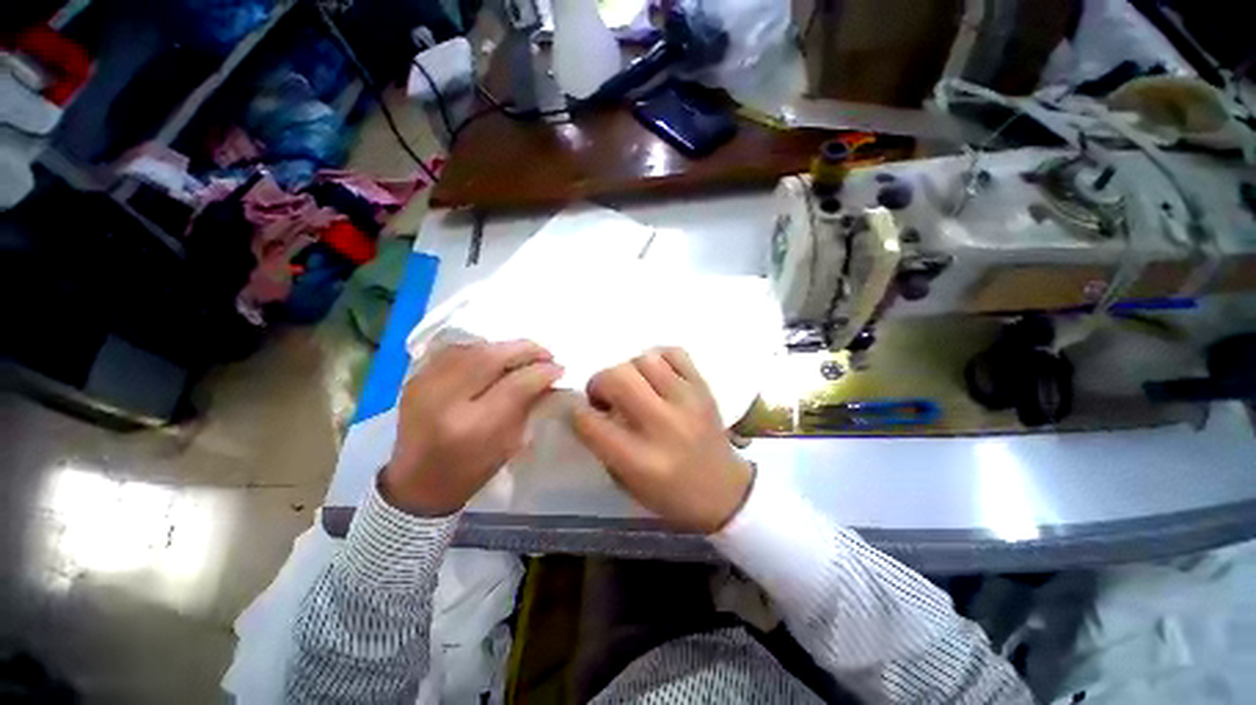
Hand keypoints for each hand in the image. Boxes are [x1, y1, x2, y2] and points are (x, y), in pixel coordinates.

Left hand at [383, 340, 562, 515]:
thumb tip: (549, 375)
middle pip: (490, 357)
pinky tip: (494, 355)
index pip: (515, 384)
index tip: (559, 368)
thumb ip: (529, 404)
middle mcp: (444, 401)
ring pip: (472, 348)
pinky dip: (480, 349)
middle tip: (545, 353)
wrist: (417, 482)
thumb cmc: (471, 470)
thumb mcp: (510, 443)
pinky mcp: (415, 379)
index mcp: (472, 427)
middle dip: (524, 350)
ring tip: (523, 353)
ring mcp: (424, 386)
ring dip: (503, 347)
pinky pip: (454, 351)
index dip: (541, 371)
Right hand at [572, 348, 753, 533]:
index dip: (576, 411)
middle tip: (606, 396)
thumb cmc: (671, 494)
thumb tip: (589, 407)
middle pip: (617, 378)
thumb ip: (603, 444)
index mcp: (640, 460)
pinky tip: (657, 377)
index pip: (590, 422)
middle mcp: (663, 425)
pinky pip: (674, 353)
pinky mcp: (704, 387)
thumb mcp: (627, 482)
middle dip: (600, 382)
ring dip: (630, 370)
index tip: (579, 410)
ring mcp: (688, 401)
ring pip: (644, 359)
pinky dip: (658, 359)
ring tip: (635, 386)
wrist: (725, 491)